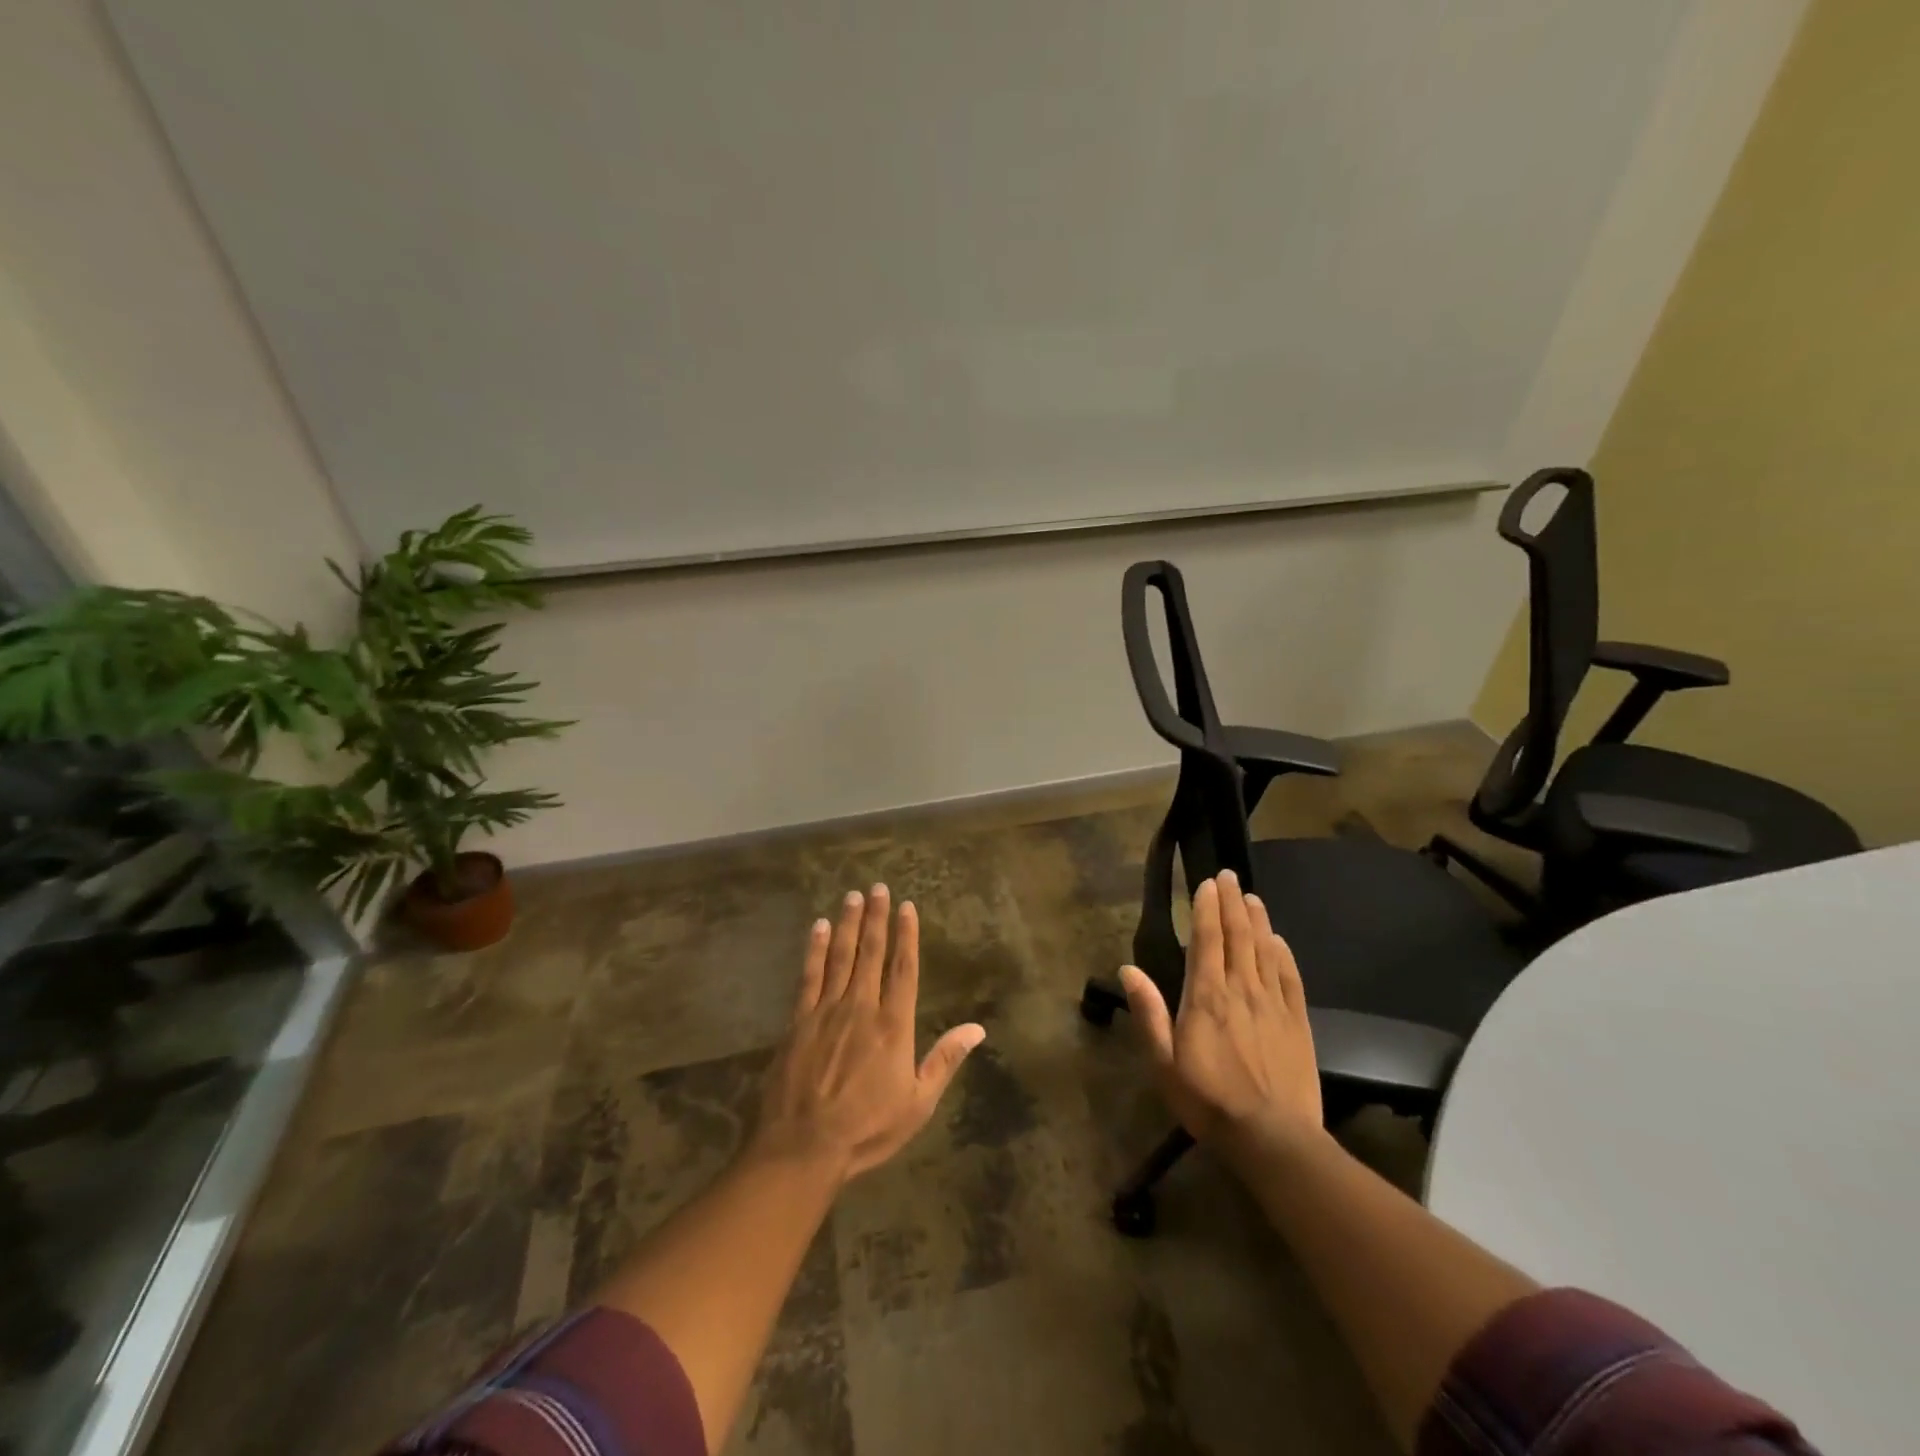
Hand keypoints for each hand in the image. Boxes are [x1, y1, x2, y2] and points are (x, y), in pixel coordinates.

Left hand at [753, 884, 985, 1180]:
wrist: (804, 1147)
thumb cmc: (867, 1128)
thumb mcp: (917, 1103)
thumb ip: (945, 1060)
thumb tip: (978, 1028)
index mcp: (894, 1025)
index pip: (904, 969)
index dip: (907, 936)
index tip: (907, 907)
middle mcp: (861, 1007)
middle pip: (871, 954)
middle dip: (877, 918)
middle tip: (878, 887)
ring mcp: (827, 1011)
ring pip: (841, 957)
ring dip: (849, 924)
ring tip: (853, 896)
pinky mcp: (798, 1020)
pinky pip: (809, 975)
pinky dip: (815, 949)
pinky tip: (820, 928)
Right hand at [1119, 870, 1323, 1160]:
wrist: (1273, 1138)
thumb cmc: (1208, 1101)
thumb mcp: (1164, 1062)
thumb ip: (1148, 1013)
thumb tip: (1128, 969)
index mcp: (1206, 997)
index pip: (1207, 940)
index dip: (1207, 908)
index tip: (1207, 883)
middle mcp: (1241, 990)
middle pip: (1238, 936)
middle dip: (1232, 902)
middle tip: (1229, 876)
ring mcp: (1273, 1004)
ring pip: (1265, 950)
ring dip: (1257, 920)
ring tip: (1252, 896)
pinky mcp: (1298, 1023)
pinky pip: (1291, 979)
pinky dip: (1284, 955)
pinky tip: (1279, 941)